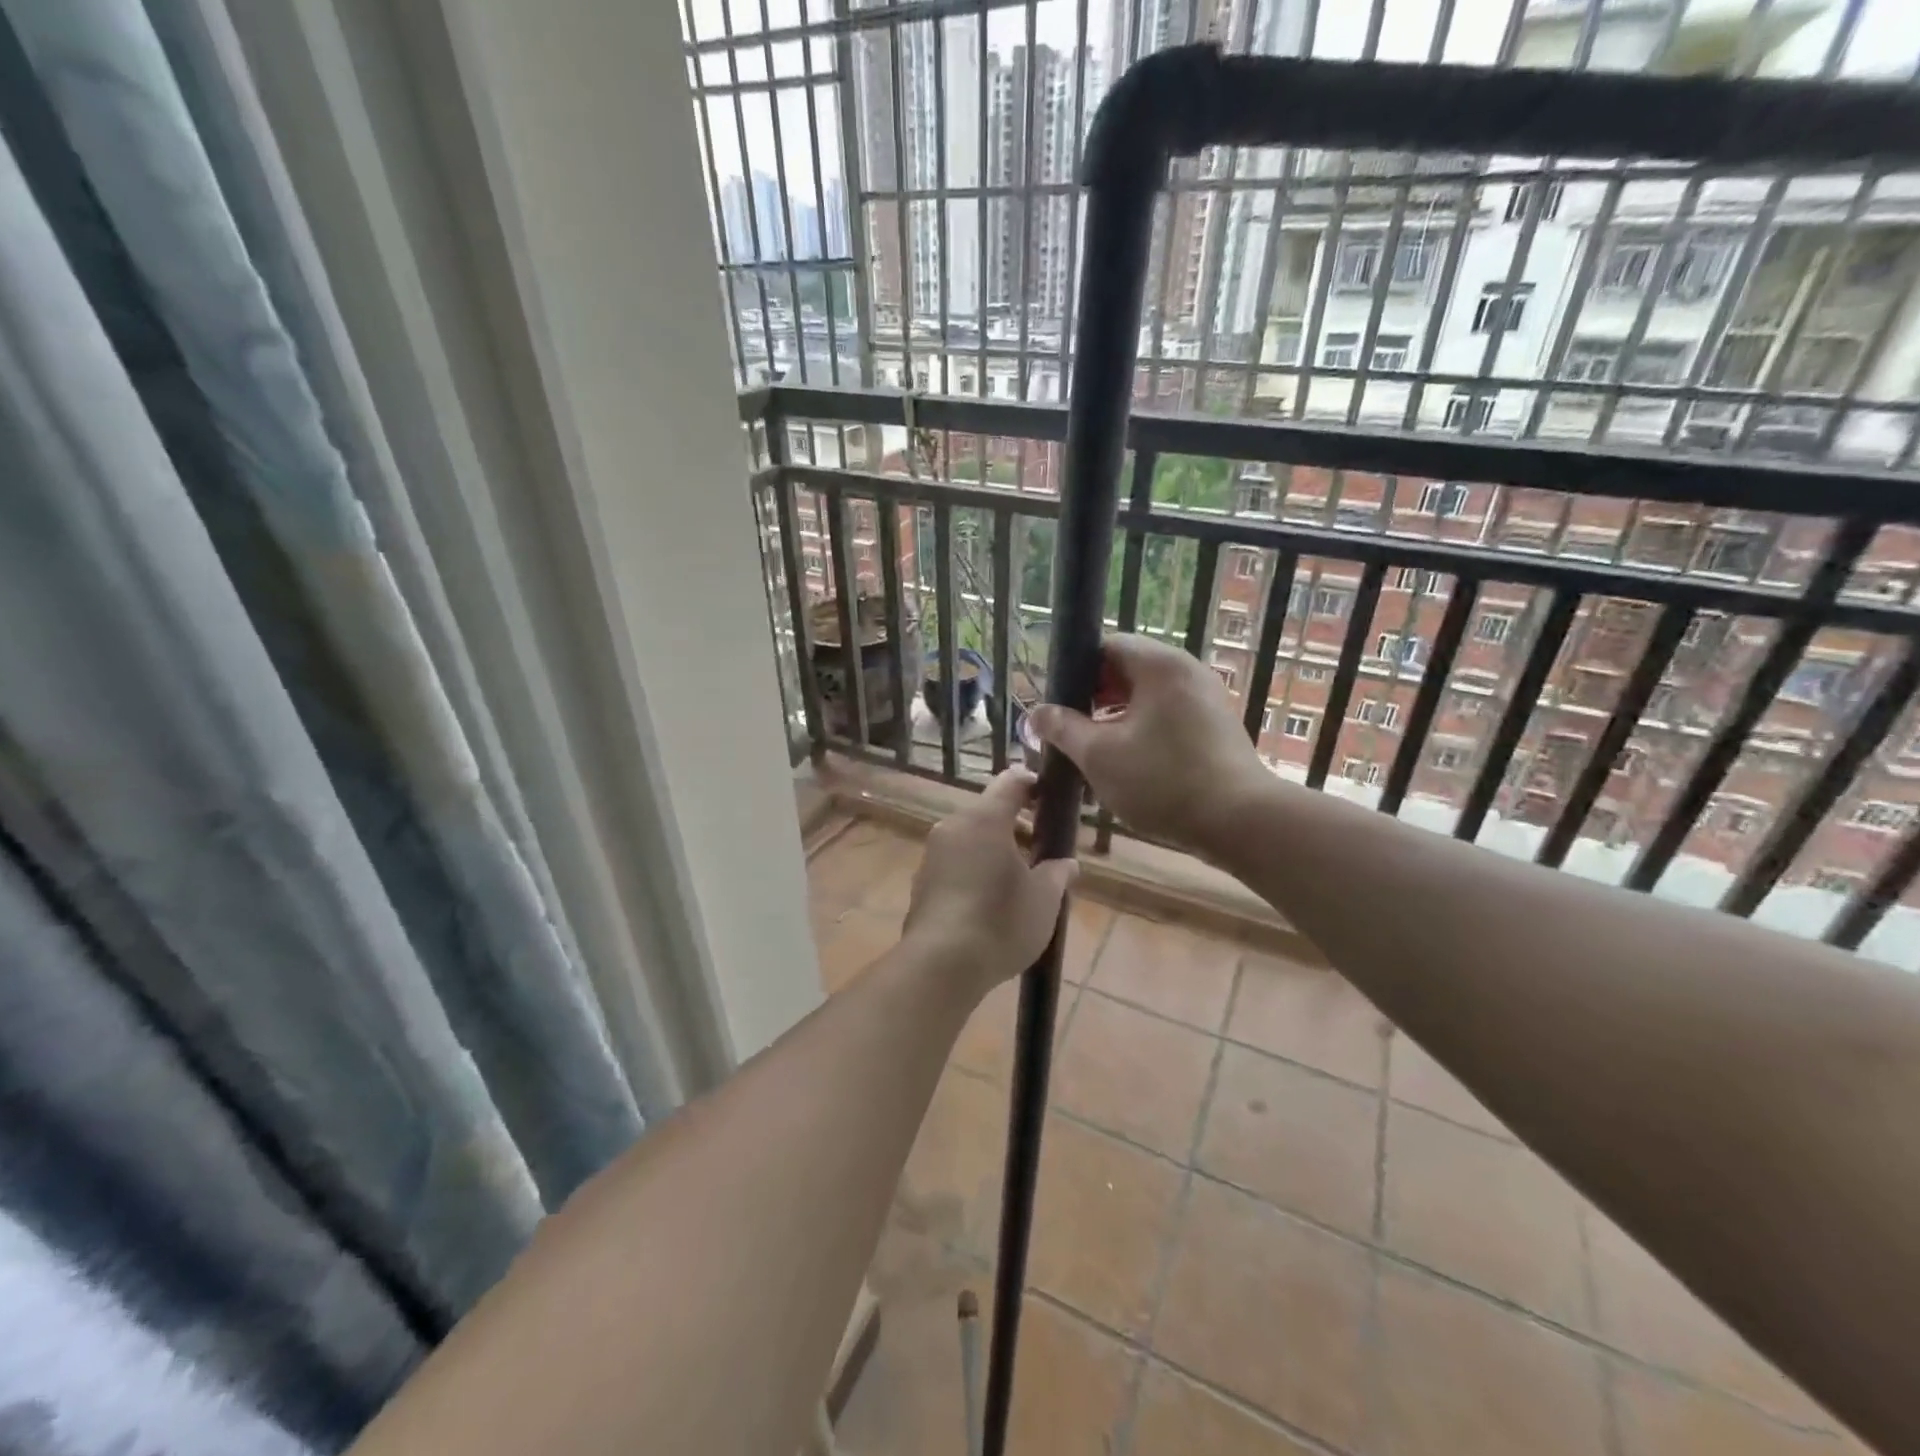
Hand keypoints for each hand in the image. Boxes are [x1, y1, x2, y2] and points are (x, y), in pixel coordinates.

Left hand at [903, 769, 1078, 998]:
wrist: (940, 965)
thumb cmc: (1000, 921)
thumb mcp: (1044, 899)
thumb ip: (1058, 874)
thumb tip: (1067, 864)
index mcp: (985, 819)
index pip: (1012, 781)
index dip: (1034, 784)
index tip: (1051, 800)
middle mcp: (953, 826)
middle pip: (989, 811)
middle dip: (1018, 826)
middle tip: (1043, 852)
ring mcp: (933, 854)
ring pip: (971, 838)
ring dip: (996, 849)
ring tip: (1021, 881)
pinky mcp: (921, 882)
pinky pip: (955, 862)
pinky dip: (976, 869)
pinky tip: (991, 902)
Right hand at [1029, 634, 1270, 854]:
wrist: (1240, 822)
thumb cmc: (1163, 780)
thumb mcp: (1099, 755)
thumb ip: (1063, 729)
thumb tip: (1036, 713)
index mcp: (1160, 665)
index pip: (1107, 646)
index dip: (1075, 671)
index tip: (1058, 704)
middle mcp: (1187, 672)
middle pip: (1127, 671)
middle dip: (1092, 699)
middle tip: (1068, 731)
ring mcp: (1206, 700)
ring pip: (1146, 698)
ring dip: (1115, 719)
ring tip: (1092, 752)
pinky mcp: (1215, 728)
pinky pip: (1167, 717)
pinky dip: (1142, 732)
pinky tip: (1125, 765)